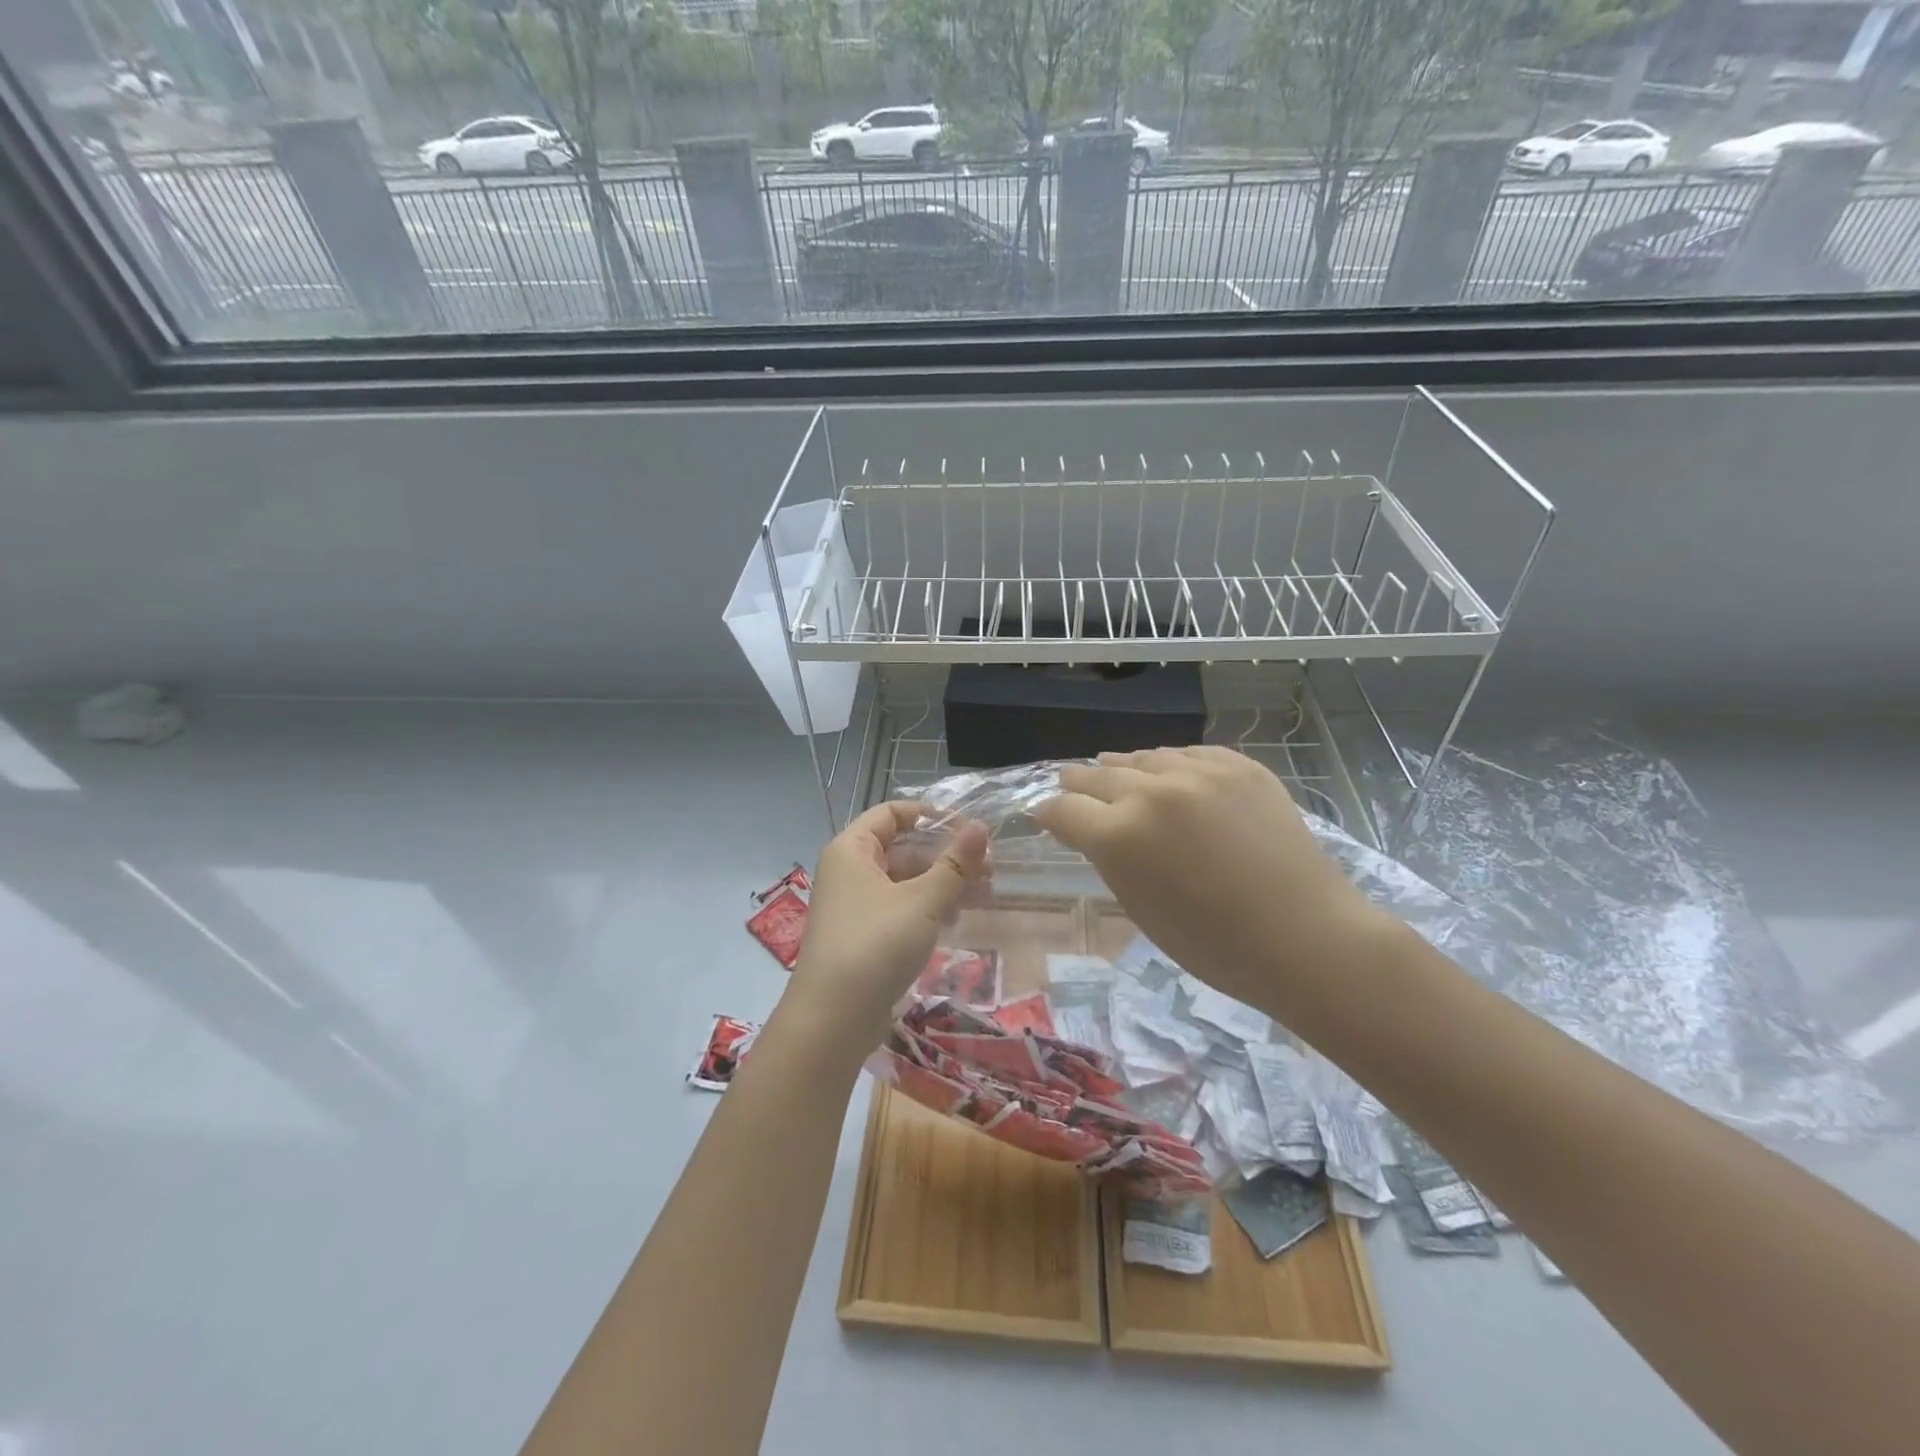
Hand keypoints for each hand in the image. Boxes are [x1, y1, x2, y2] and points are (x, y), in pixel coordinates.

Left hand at [786, 802, 990, 1051]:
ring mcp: (855, 905)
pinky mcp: (863, 936)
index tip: (968, 827)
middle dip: (946, 857)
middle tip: (990, 870)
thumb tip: (981, 827)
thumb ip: (955, 864)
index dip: (929, 815)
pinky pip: (900, 909)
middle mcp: (849, 871)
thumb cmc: (876, 945)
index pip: (891, 813)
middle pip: (903, 849)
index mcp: (852, 850)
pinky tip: (956, 922)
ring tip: (984, 896)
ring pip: (905, 882)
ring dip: (943, 885)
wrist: (832, 1020)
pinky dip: (928, 909)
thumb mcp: (923, 901)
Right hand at [1033, 747, 1388, 1012]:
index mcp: (1120, 835)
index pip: (1063, 810)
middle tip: (1070, 788)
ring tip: (1116, 774)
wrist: (1306, 937)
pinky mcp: (1239, 765)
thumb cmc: (1215, 944)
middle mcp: (1152, 791)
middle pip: (1096, 775)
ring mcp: (1199, 772)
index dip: (1049, 814)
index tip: (1046, 817)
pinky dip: (1171, 766)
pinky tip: (1169, 774)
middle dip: (1078, 786)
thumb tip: (1090, 830)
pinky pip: (1189, 755)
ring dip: (1124, 770)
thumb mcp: (1140, 909)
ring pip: (1142, 757)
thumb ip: (1108, 859)